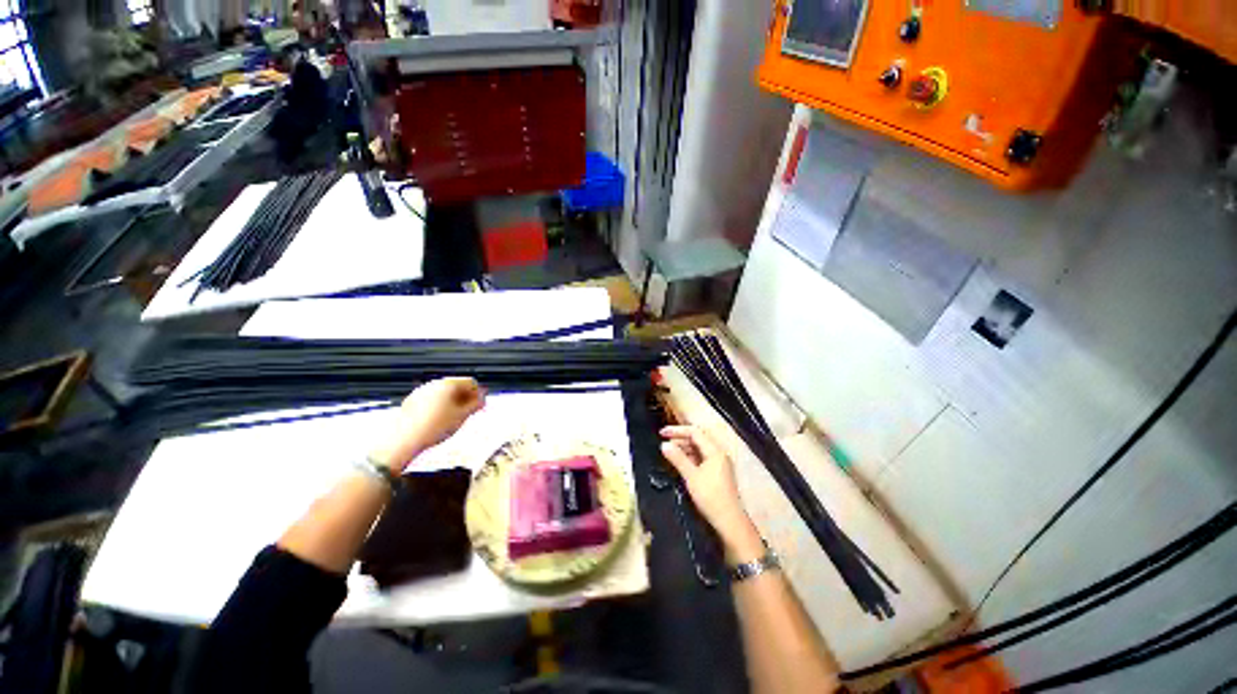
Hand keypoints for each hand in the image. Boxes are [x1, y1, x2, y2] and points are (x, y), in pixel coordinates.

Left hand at [370, 378, 485, 471]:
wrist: (403, 439)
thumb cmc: (436, 426)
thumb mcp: (462, 417)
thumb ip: (475, 405)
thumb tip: (482, 400)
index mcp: (449, 384)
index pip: (471, 382)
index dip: (479, 393)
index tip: (482, 405)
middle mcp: (435, 383)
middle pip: (456, 385)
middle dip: (466, 397)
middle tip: (471, 412)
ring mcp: (421, 391)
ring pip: (443, 393)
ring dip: (453, 401)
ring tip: (456, 417)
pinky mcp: (411, 401)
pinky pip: (432, 399)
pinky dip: (440, 405)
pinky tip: (440, 420)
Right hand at [660, 425, 761, 559]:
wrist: (729, 522)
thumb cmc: (710, 497)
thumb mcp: (691, 476)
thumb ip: (677, 458)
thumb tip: (664, 444)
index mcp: (715, 451)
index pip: (694, 432)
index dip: (677, 431)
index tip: (662, 433)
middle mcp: (718, 453)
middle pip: (698, 438)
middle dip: (680, 438)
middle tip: (664, 442)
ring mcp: (719, 463)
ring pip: (699, 449)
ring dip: (684, 448)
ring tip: (669, 453)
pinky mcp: (717, 472)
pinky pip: (702, 458)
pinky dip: (690, 457)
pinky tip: (680, 463)